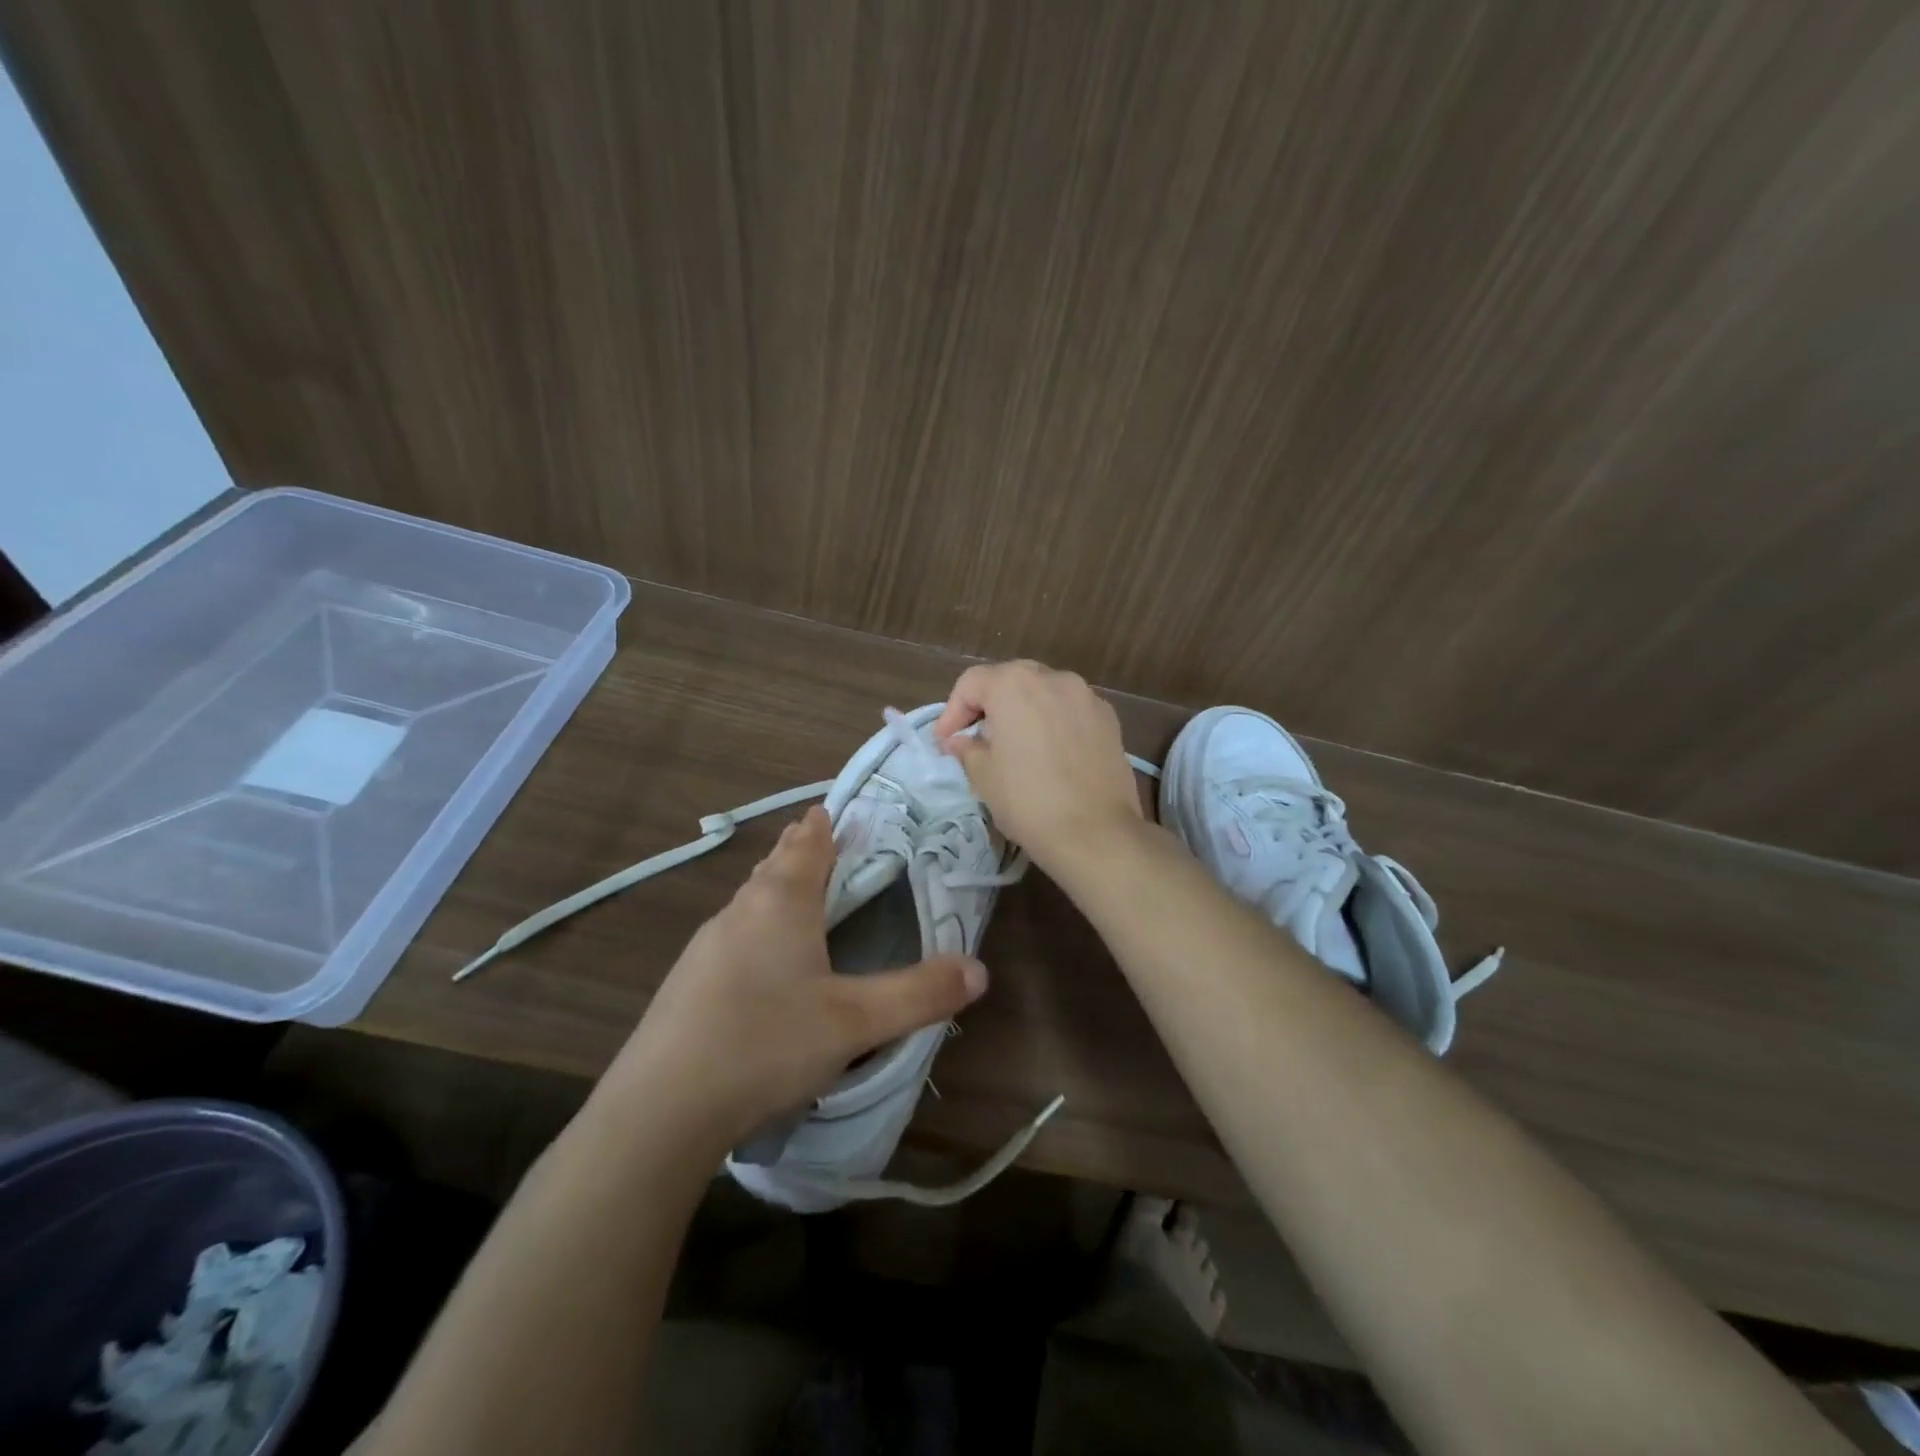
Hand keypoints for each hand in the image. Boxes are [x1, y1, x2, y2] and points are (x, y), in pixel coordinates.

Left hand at [603, 806, 988, 1151]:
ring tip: (797, 891)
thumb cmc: (766, 1044)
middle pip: (775, 866)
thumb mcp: (856, 1023)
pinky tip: (762, 960)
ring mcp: (706, 946)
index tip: (833, 808)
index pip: (807, 844)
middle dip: (800, 851)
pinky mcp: (687, 982)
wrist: (661, 1109)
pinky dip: (757, 926)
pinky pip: (733, 934)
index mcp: (781, 902)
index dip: (823, 824)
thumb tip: (979, 970)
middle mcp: (741, 911)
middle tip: (824, 842)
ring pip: (751, 900)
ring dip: (776, 887)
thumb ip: (920, 994)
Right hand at [933, 660, 1143, 871]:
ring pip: (1044, 693)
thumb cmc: (1028, 801)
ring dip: (1024, 711)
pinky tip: (1051, 754)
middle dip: (989, 705)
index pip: (972, 683)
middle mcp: (1053, 678)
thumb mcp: (984, 776)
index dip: (952, 711)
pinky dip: (1054, 722)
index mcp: (1014, 685)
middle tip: (976, 738)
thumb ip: (967, 749)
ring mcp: (1087, 697)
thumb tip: (958, 741)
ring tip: (1015, 745)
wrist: (1097, 834)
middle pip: (1011, 680)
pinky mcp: (1110, 719)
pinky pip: (1071, 711)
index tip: (946, 742)